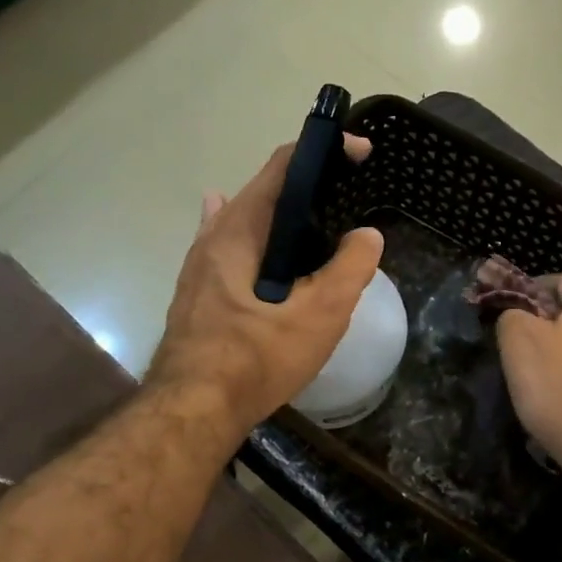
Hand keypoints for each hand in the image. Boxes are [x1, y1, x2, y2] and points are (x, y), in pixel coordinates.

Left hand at [147, 137, 383, 433]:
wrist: (193, 410)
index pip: (284, 166)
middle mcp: (214, 235)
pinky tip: (253, 239)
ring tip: (316, 216)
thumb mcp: (320, 314)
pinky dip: (254, 237)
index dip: (325, 151)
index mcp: (241, 228)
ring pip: (244, 220)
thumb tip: (367, 235)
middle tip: (348, 195)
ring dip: (281, 212)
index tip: (361, 154)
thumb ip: (350, 269)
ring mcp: (199, 264)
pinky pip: (230, 248)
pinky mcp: (197, 292)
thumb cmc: (257, 358)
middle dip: (308, 184)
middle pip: (264, 190)